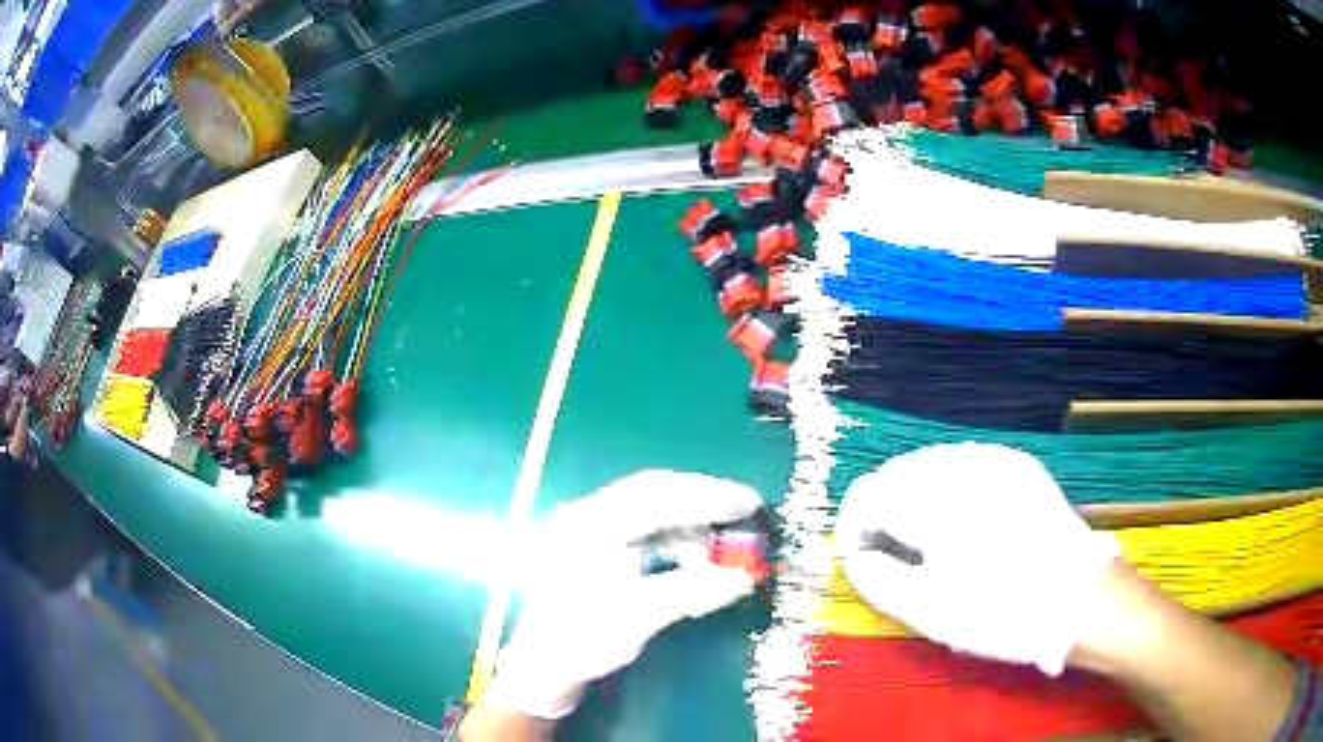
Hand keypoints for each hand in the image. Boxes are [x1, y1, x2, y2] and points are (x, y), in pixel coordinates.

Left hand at [484, 470, 763, 718]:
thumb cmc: (584, 640)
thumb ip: (691, 591)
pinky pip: (646, 529)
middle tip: (747, 508)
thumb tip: (743, 577)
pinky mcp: (598, 545)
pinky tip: (696, 556)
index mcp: (589, 526)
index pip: (655, 496)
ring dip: (691, 523)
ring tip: (722, 546)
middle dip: (703, 500)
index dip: (707, 497)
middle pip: (654, 492)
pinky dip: (677, 538)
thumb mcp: (638, 618)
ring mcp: (590, 528)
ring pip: (652, 509)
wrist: (546, 666)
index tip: (749, 503)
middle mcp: (587, 515)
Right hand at [837, 442, 1119, 675]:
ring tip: (924, 535)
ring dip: (913, 493)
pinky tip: (959, 517)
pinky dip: (947, 485)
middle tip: (891, 550)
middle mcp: (961, 466)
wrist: (1077, 598)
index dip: (853, 526)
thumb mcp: (927, 610)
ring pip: (929, 462)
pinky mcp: (1016, 464)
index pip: (868, 496)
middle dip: (883, 508)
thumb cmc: (998, 612)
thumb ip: (877, 577)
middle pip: (896, 472)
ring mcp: (993, 460)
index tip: (860, 556)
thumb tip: (857, 555)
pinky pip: (963, 462)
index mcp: (935, 502)